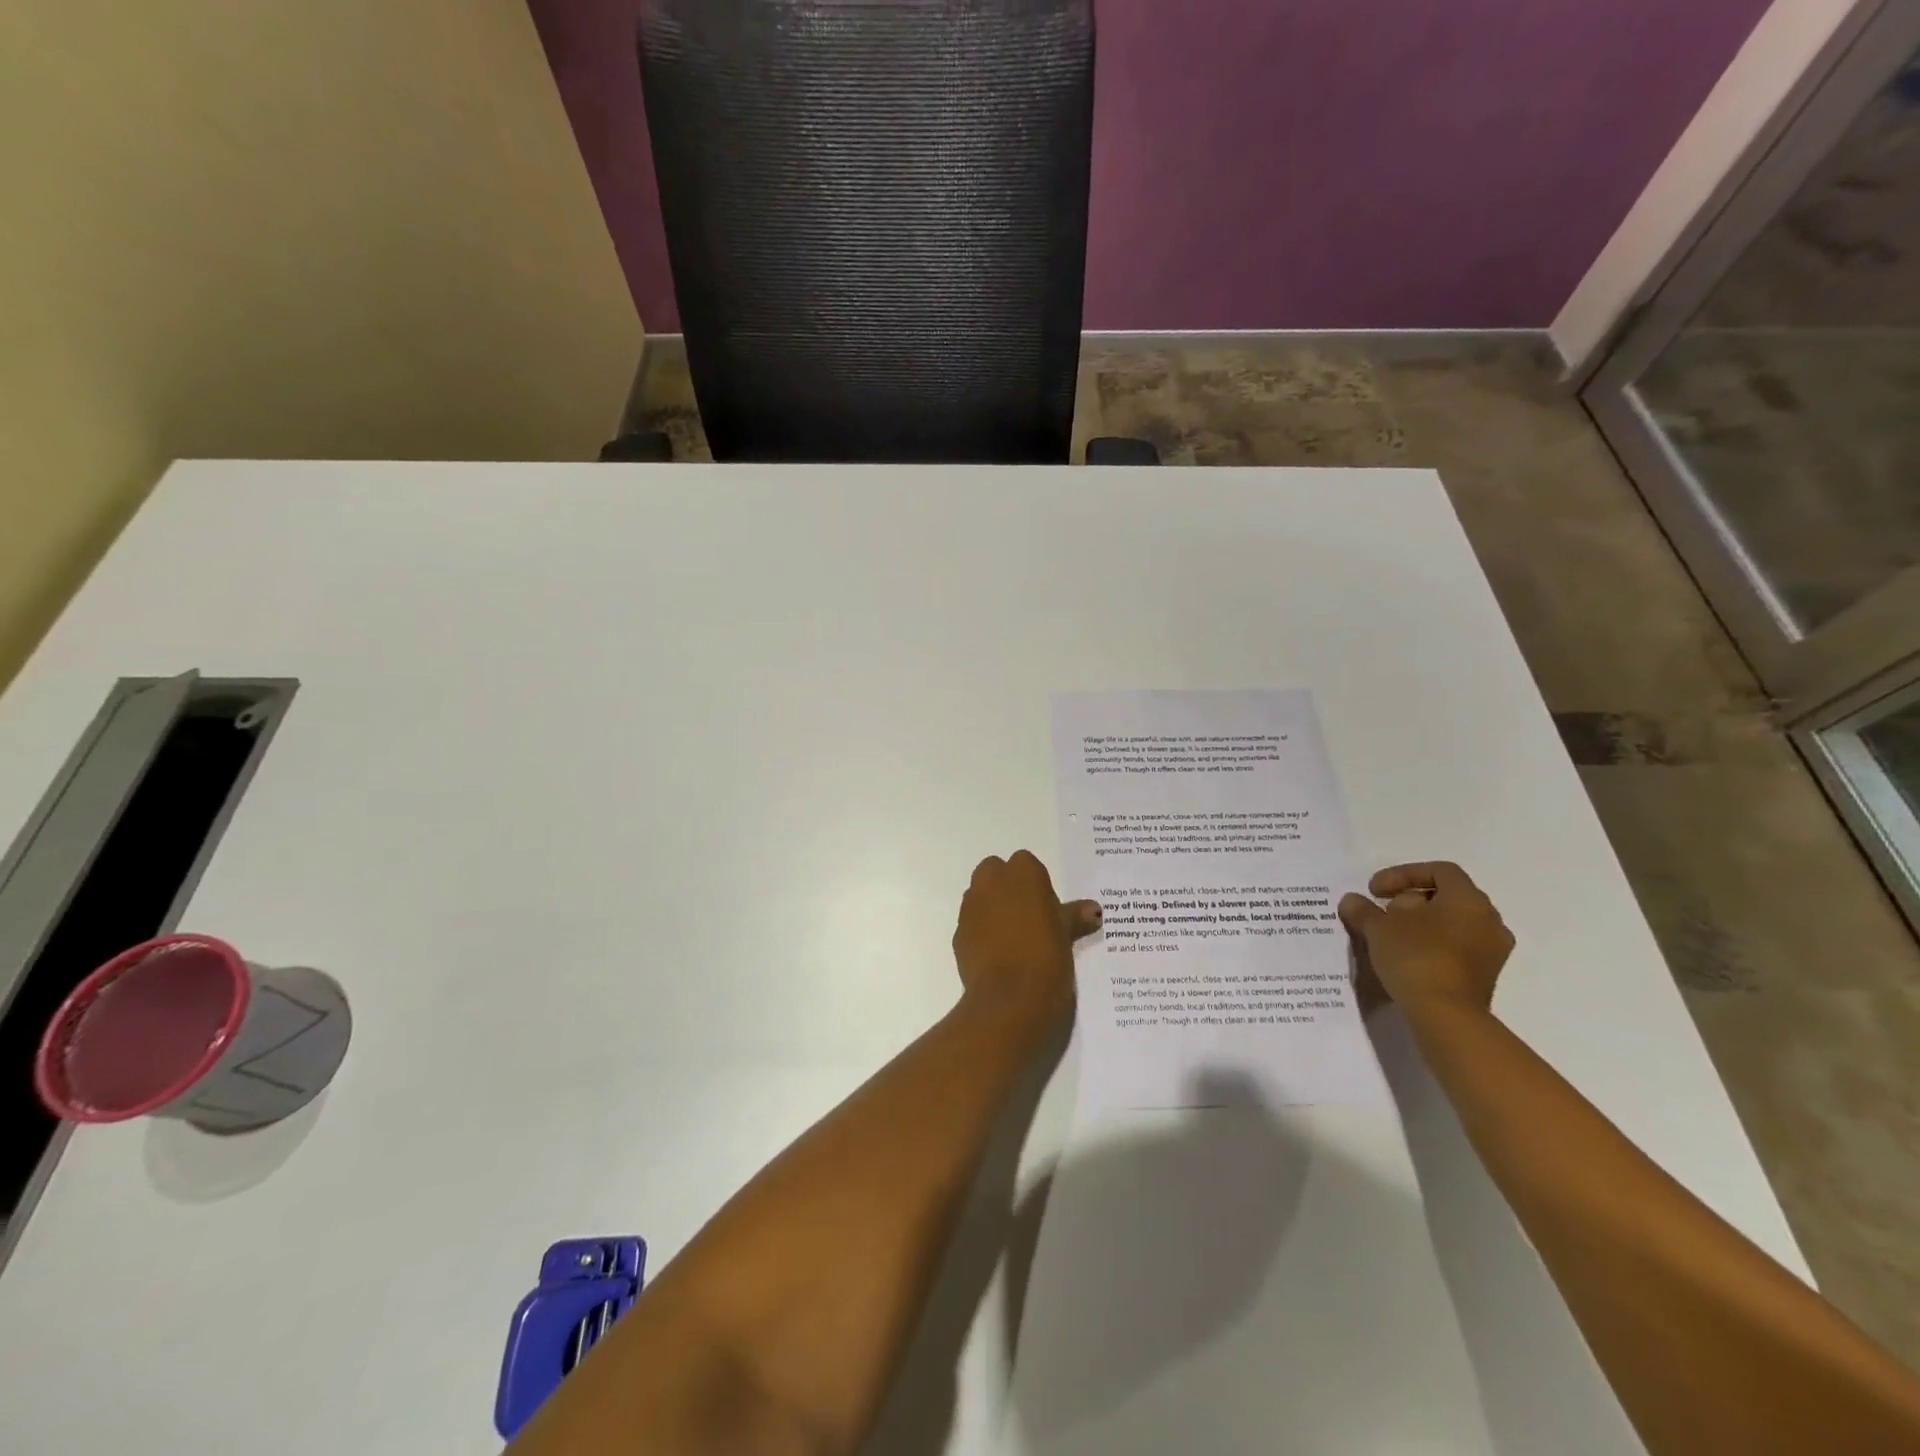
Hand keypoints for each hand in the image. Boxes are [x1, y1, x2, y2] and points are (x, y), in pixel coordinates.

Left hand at [952, 852, 1100, 1029]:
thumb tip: (1093, 909)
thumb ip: (1075, 916)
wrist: (1011, 999)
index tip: (1046, 907)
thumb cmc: (1047, 957)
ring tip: (1013, 939)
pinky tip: (997, 956)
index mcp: (1023, 873)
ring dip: (991, 908)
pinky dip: (980, 932)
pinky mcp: (958, 932)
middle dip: (1006, 888)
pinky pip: (971, 924)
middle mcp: (991, 881)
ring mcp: (971, 906)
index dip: (1035, 884)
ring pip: (979, 896)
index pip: (1026, 864)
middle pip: (995, 872)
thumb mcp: (1067, 935)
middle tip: (1027, 917)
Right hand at [1338, 862, 1513, 1021]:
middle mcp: (1488, 920)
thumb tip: (1352, 901)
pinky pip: (1457, 947)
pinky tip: (1407, 957)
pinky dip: (1433, 945)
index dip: (1403, 874)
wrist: (1447, 1015)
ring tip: (1392, 936)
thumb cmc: (1416, 957)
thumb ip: (1363, 909)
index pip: (1439, 870)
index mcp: (1468, 899)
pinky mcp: (1486, 976)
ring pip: (1453, 924)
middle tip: (1383, 912)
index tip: (1375, 890)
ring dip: (1422, 924)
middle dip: (1411, 900)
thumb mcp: (1378, 927)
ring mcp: (1492, 950)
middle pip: (1447, 896)